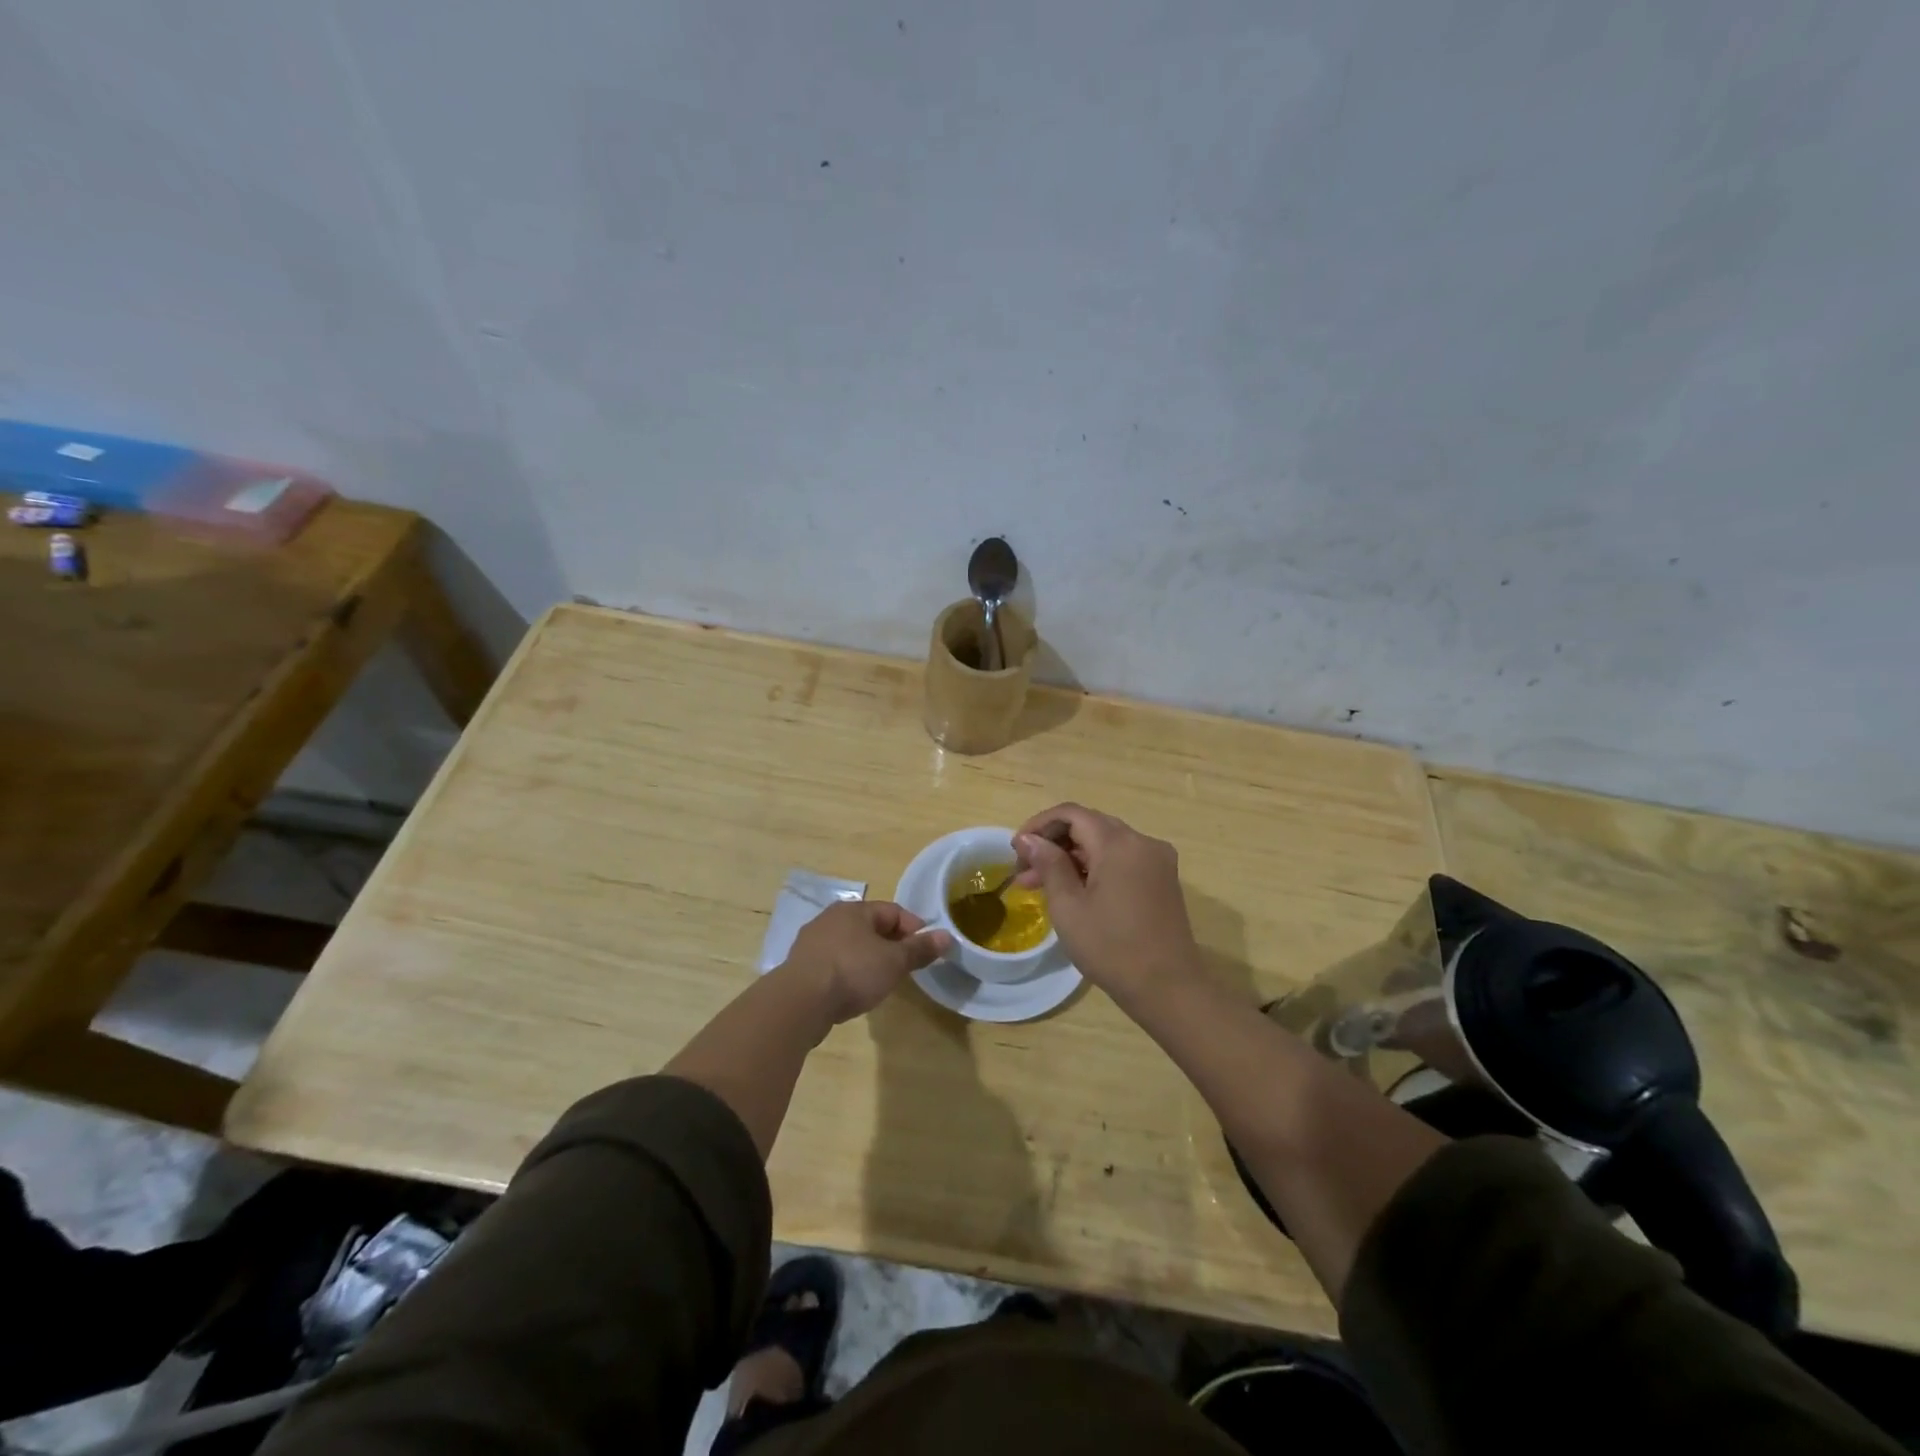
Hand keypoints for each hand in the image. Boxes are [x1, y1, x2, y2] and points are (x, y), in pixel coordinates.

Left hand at [781, 901, 951, 1024]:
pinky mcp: (801, 966)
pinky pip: (833, 962)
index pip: (893, 911)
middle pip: (870, 927)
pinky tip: (852, 990)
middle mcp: (831, 918)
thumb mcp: (894, 962)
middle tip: (905, 967)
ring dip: (868, 959)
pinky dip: (848, 972)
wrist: (800, 1002)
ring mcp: (812, 942)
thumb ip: (919, 949)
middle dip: (891, 944)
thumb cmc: (852, 972)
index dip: (914, 928)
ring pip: (850, 945)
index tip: (926, 950)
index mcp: (854, 910)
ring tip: (881, 981)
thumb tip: (946, 936)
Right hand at [1012, 803, 1199, 1000]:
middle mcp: (1142, 842)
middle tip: (1024, 871)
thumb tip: (1028, 838)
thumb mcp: (1069, 906)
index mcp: (1119, 843)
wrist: (1169, 989)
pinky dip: (1094, 868)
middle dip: (1053, 843)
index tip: (1016, 849)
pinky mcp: (1162, 880)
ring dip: (1072, 857)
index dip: (1039, 825)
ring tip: (1039, 885)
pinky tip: (1073, 891)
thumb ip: (1048, 864)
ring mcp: (1157, 860)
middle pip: (1089, 825)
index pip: (1071, 814)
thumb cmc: (1111, 948)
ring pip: (1105, 844)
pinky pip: (1122, 860)